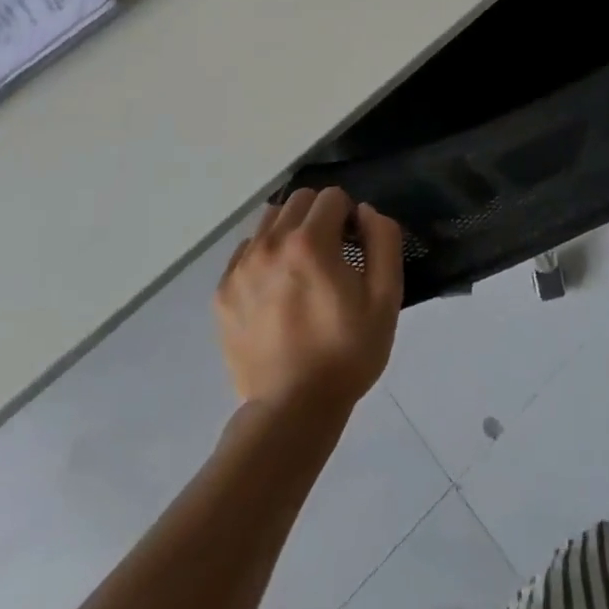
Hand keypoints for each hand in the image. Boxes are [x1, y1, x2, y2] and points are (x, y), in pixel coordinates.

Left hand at [215, 188, 403, 418]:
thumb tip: (365, 212)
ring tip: (301, 269)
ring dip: (290, 231)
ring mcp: (241, 268)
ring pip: (270, 220)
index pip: (333, 197)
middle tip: (330, 255)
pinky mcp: (223, 292)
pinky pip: (246, 251)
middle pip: (299, 200)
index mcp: (309, 242)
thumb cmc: (345, 353)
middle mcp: (270, 244)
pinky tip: (277, 290)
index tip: (353, 248)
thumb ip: (383, 239)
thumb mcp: (386, 298)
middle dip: (320, 217)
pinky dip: (264, 256)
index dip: (349, 217)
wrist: (292, 412)